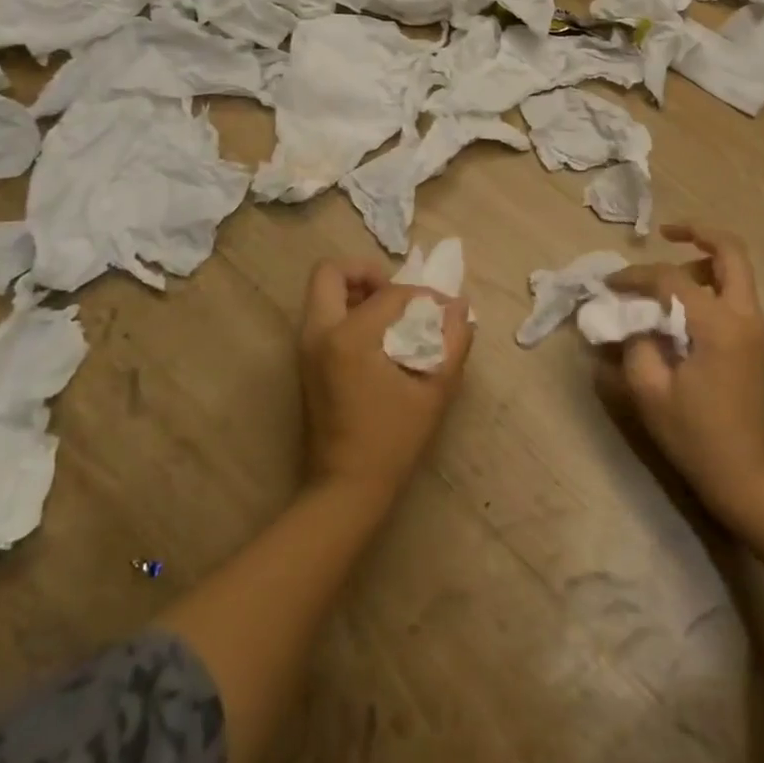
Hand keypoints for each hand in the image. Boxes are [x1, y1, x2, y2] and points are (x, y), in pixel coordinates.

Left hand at [298, 259, 474, 504]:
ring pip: (322, 293)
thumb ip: (453, 342)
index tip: (444, 311)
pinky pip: (322, 317)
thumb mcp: (434, 391)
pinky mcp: (304, 363)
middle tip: (396, 294)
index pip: (389, 293)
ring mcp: (305, 348)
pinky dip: (347, 312)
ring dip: (356, 291)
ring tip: (391, 315)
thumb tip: (459, 306)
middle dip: (366, 273)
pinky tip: (378, 339)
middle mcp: (318, 333)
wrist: (345, 489)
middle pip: (330, 273)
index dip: (422, 296)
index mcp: (348, 337)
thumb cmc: (392, 441)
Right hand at [599, 224, 763, 527]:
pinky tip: (681, 303)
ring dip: (703, 261)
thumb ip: (635, 342)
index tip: (610, 284)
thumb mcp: (649, 390)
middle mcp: (744, 316)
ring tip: (666, 279)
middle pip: (730, 252)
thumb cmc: (695, 435)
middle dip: (698, 233)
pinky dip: (709, 283)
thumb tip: (629, 315)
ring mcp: (755, 328)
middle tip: (666, 232)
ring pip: (736, 270)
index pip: (672, 279)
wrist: (744, 475)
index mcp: (718, 325)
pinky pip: (734, 294)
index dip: (637, 276)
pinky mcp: (753, 341)